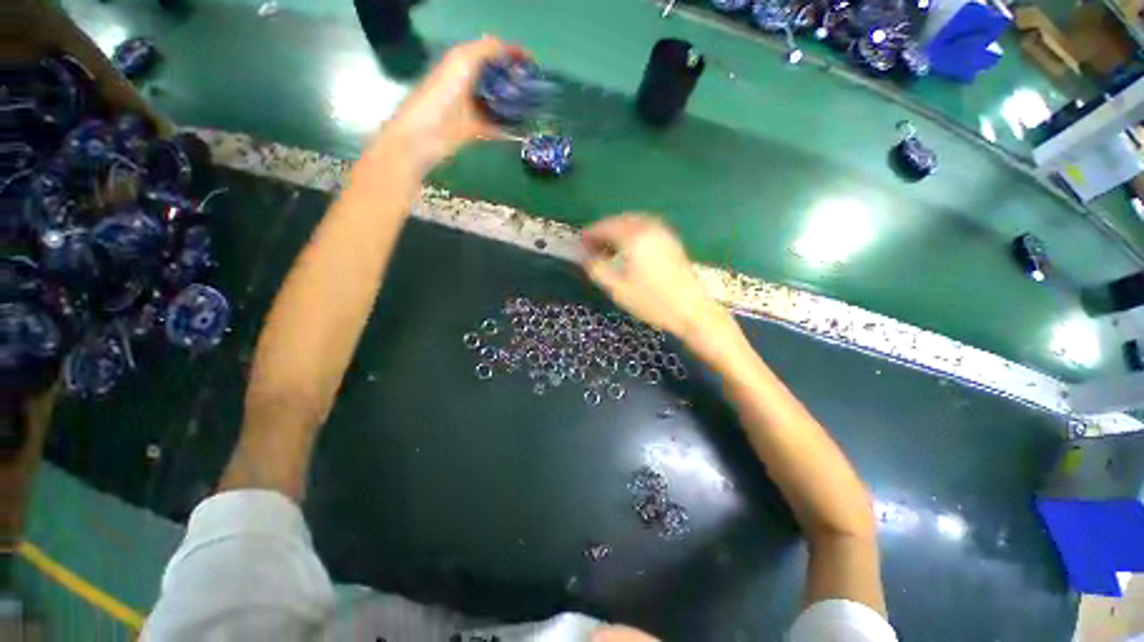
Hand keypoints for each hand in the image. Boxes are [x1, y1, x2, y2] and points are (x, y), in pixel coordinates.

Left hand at [379, 36, 525, 171]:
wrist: (426, 135)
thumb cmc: (442, 94)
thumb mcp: (462, 61)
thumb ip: (484, 50)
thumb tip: (505, 47)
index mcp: (463, 63)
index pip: (490, 53)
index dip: (510, 53)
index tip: (532, 61)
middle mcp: (467, 83)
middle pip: (496, 78)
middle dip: (515, 80)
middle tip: (535, 87)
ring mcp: (471, 108)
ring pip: (498, 103)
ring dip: (514, 105)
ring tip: (534, 108)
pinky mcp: (474, 130)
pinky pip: (496, 128)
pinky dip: (509, 129)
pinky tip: (524, 131)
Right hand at [581, 214, 732, 349]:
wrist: (692, 311)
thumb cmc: (652, 302)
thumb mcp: (617, 289)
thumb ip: (597, 268)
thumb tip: (585, 256)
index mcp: (635, 237)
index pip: (606, 226)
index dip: (590, 233)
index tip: (579, 243)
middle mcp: (650, 228)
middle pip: (620, 220)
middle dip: (604, 230)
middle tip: (592, 245)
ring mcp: (664, 233)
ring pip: (635, 222)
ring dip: (618, 230)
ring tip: (608, 248)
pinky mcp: (672, 241)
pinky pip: (646, 228)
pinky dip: (632, 233)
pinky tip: (629, 249)